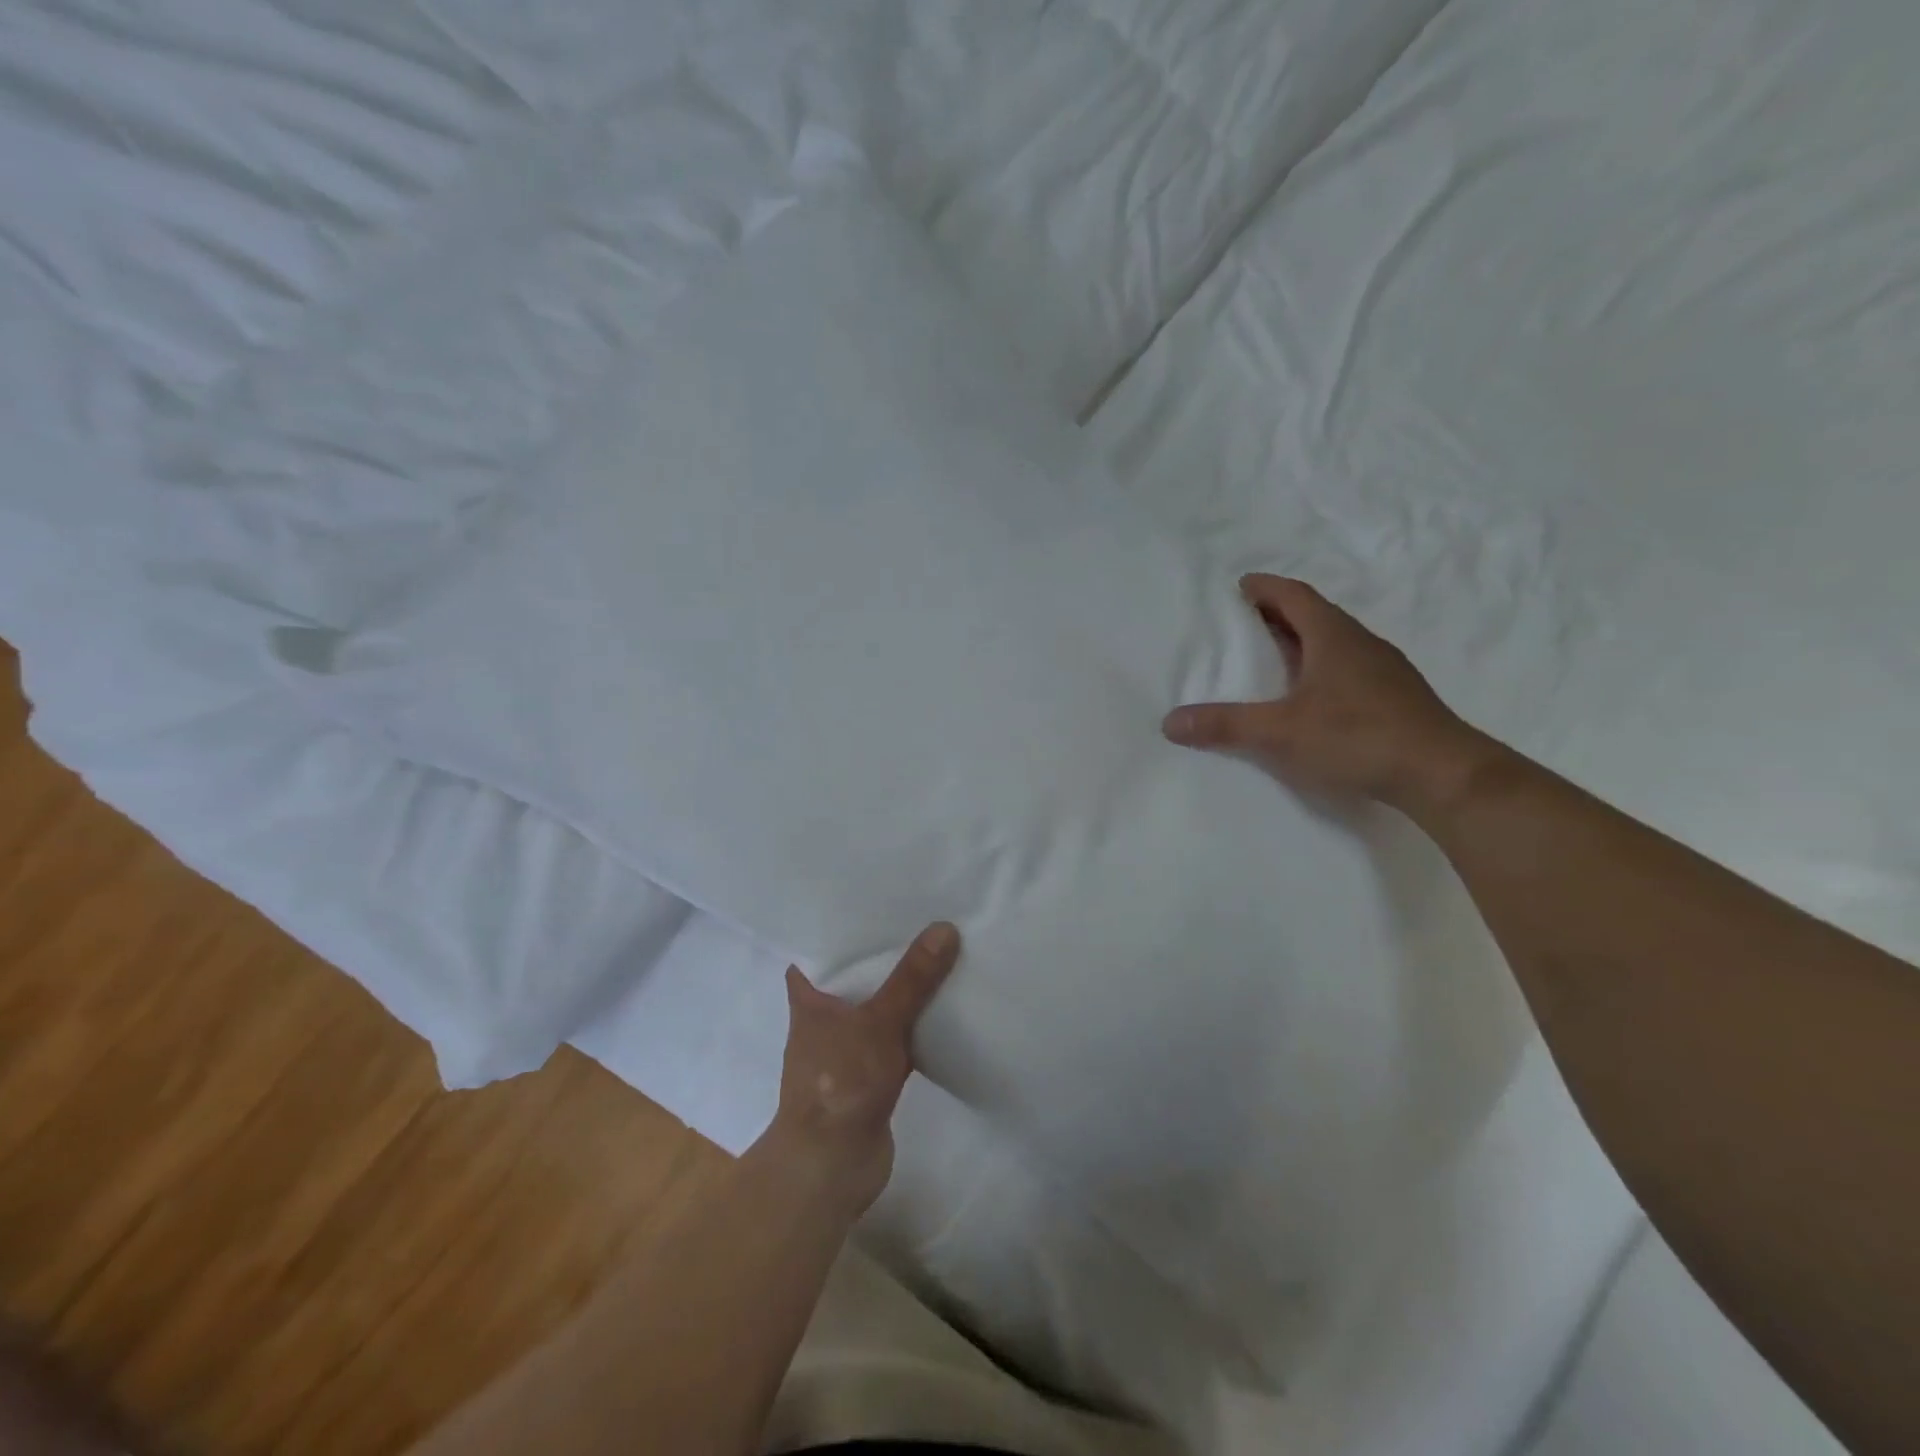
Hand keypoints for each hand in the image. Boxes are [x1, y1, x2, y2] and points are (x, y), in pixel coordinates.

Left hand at [768, 922, 960, 1218]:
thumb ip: (911, 979)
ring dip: (904, 989)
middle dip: (884, 952)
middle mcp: (825, 1017)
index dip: (841, 925)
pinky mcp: (872, 1074)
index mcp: (810, 997)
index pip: (819, 947)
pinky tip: (947, 1006)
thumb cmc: (839, 1082)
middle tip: (921, 917)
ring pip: (880, 1006)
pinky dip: (917, 1025)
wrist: (831, 1167)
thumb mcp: (877, 1022)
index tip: (872, 900)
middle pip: (856, 974)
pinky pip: (898, 1037)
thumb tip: (944, 928)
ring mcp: (849, 1047)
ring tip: (940, 950)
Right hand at [1162, 574, 1496, 816]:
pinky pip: (1349, 668)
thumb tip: (1170, 722)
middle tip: (1245, 622)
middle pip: (1315, 615)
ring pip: (1335, 643)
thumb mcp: (1280, 732)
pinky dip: (1322, 668)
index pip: (1295, 596)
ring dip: (1303, 642)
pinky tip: (1311, 696)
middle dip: (1279, 614)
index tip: (1241, 586)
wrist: (1442, 774)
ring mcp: (1384, 671)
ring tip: (1272, 658)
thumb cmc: (1357, 737)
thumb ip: (1225, 725)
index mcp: (1333, 637)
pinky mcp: (1396, 698)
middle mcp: (1361, 643)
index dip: (1266, 588)